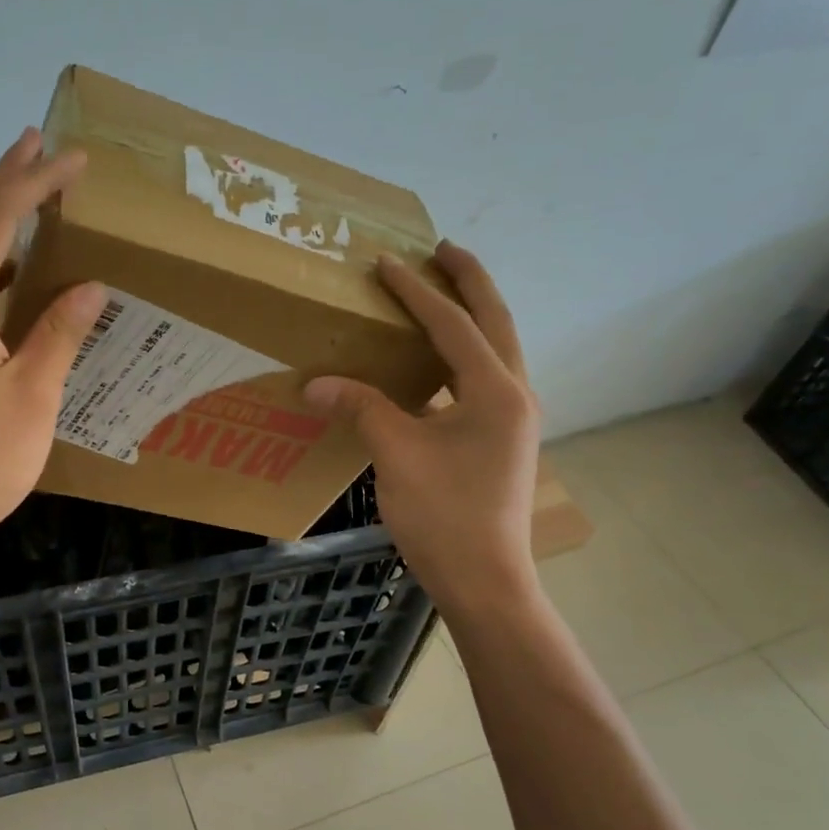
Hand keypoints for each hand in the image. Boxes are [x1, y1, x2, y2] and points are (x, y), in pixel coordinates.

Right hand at [305, 243, 541, 617]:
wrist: (484, 580)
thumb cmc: (444, 516)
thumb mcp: (396, 455)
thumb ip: (360, 408)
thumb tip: (314, 383)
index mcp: (496, 392)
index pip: (453, 326)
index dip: (416, 292)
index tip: (386, 263)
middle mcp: (514, 395)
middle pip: (495, 322)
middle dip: (470, 282)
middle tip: (442, 249)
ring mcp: (513, 419)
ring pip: (494, 350)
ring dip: (471, 316)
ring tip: (442, 291)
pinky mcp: (502, 439)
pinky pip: (483, 378)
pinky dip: (462, 355)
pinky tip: (436, 360)